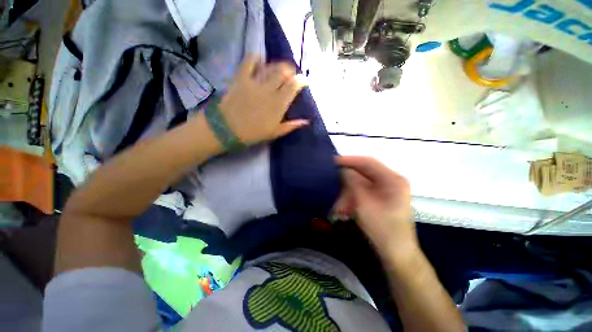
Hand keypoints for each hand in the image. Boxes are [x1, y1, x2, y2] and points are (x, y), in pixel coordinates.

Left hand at [219, 55, 307, 144]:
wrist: (227, 129)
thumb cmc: (254, 133)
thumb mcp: (275, 132)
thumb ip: (291, 125)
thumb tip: (306, 121)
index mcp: (278, 104)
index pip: (294, 86)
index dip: (301, 80)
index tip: (303, 81)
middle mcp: (269, 90)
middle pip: (283, 71)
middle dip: (290, 70)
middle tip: (290, 75)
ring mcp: (254, 82)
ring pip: (270, 66)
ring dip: (277, 65)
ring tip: (278, 70)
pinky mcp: (241, 77)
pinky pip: (249, 61)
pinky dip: (256, 58)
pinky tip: (260, 61)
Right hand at [334, 156, 416, 259]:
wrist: (395, 254)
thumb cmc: (382, 228)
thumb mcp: (363, 203)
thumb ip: (352, 182)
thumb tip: (342, 170)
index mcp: (392, 179)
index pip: (368, 162)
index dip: (349, 160)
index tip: (332, 160)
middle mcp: (390, 182)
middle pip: (363, 173)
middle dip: (346, 181)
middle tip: (332, 184)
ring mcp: (385, 191)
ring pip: (360, 184)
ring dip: (347, 192)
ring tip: (338, 204)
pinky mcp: (379, 199)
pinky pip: (361, 193)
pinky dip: (351, 198)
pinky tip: (343, 208)